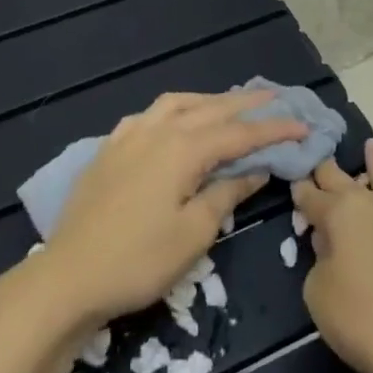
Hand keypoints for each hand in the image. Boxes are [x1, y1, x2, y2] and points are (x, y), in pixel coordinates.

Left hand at [39, 89, 305, 324]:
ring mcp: (130, 135)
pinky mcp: (110, 147)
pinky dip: (173, 110)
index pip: (238, 134)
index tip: (303, 125)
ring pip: (178, 103)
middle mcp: (158, 130)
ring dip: (209, 101)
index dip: (273, 129)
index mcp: (182, 149)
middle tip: (276, 97)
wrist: (69, 275)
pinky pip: (149, 114)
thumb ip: (225, 194)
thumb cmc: (139, 260)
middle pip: (210, 109)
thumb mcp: (193, 234)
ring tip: (230, 104)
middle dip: (246, 104)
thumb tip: (255, 170)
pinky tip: (174, 120)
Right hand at [291, 140, 372, 372]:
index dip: (301, 191)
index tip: (293, 180)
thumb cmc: (370, 325)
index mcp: (342, 216)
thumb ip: (318, 266)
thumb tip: (331, 249)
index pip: (313, 197)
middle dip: (331, 172)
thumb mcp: (320, 299)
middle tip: (321, 158)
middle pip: (348, 184)